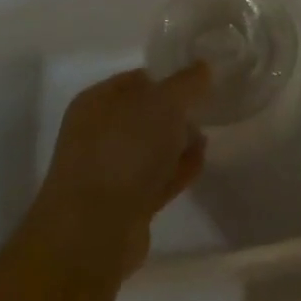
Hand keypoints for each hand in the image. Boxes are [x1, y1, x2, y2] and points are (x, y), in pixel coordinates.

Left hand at [34, 64, 209, 278]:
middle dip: (176, 113)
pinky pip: (155, 179)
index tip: (200, 81)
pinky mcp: (123, 206)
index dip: (168, 77)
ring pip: (150, 149)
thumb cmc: (125, 151)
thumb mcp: (163, 103)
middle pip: (144, 115)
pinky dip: (176, 170)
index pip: (137, 79)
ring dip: (178, 143)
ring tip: (206, 138)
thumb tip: (203, 68)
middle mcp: (97, 133)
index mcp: (96, 101)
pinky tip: (199, 164)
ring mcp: (108, 172)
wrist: (94, 232)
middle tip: (205, 110)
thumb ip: (187, 83)